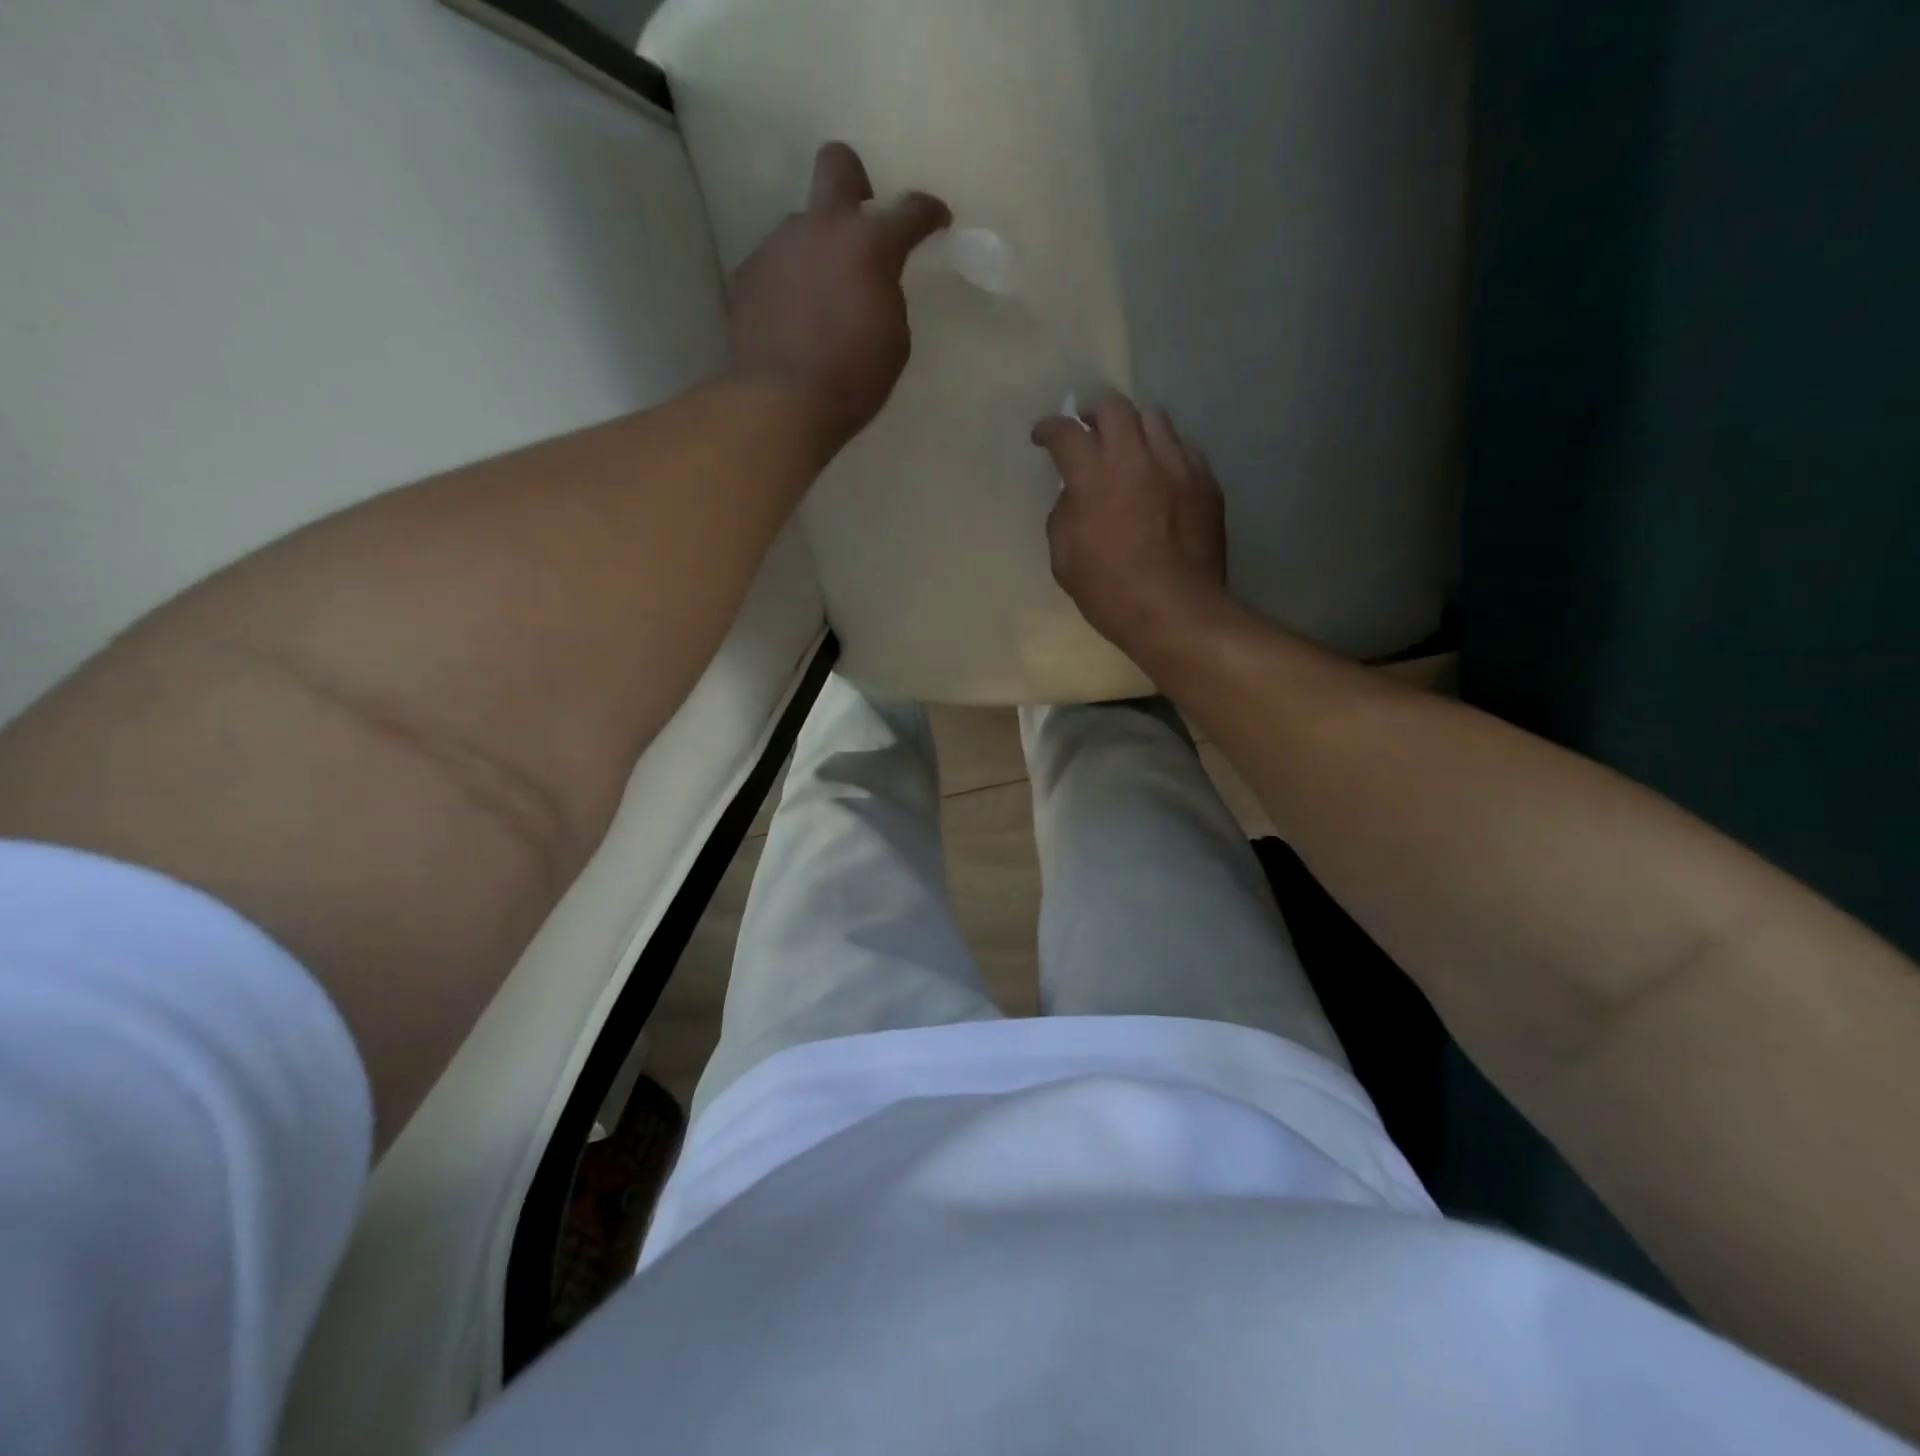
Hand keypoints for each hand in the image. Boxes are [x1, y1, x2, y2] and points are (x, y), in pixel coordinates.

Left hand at [729, 142, 950, 457]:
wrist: (784, 401)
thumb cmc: (854, 379)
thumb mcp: (894, 341)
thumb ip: (886, 295)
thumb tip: (871, 283)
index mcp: (870, 245)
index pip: (910, 210)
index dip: (928, 212)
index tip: (936, 219)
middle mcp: (822, 228)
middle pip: (837, 164)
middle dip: (855, 181)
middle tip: (861, 220)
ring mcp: (779, 246)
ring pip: (803, 228)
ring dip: (818, 253)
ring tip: (819, 302)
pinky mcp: (748, 273)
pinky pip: (777, 266)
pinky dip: (790, 285)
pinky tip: (792, 321)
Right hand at [1032, 394, 1233, 653]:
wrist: (1175, 612)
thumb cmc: (1110, 593)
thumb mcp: (1065, 559)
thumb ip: (1063, 516)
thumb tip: (1074, 496)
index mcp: (1094, 478)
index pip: (1066, 432)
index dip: (1049, 429)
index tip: (1043, 436)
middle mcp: (1136, 459)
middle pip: (1114, 407)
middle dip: (1093, 412)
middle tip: (1087, 431)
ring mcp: (1177, 466)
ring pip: (1154, 418)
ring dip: (1133, 428)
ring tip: (1128, 449)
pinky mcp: (1206, 481)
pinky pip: (1184, 447)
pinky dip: (1165, 453)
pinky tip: (1161, 475)